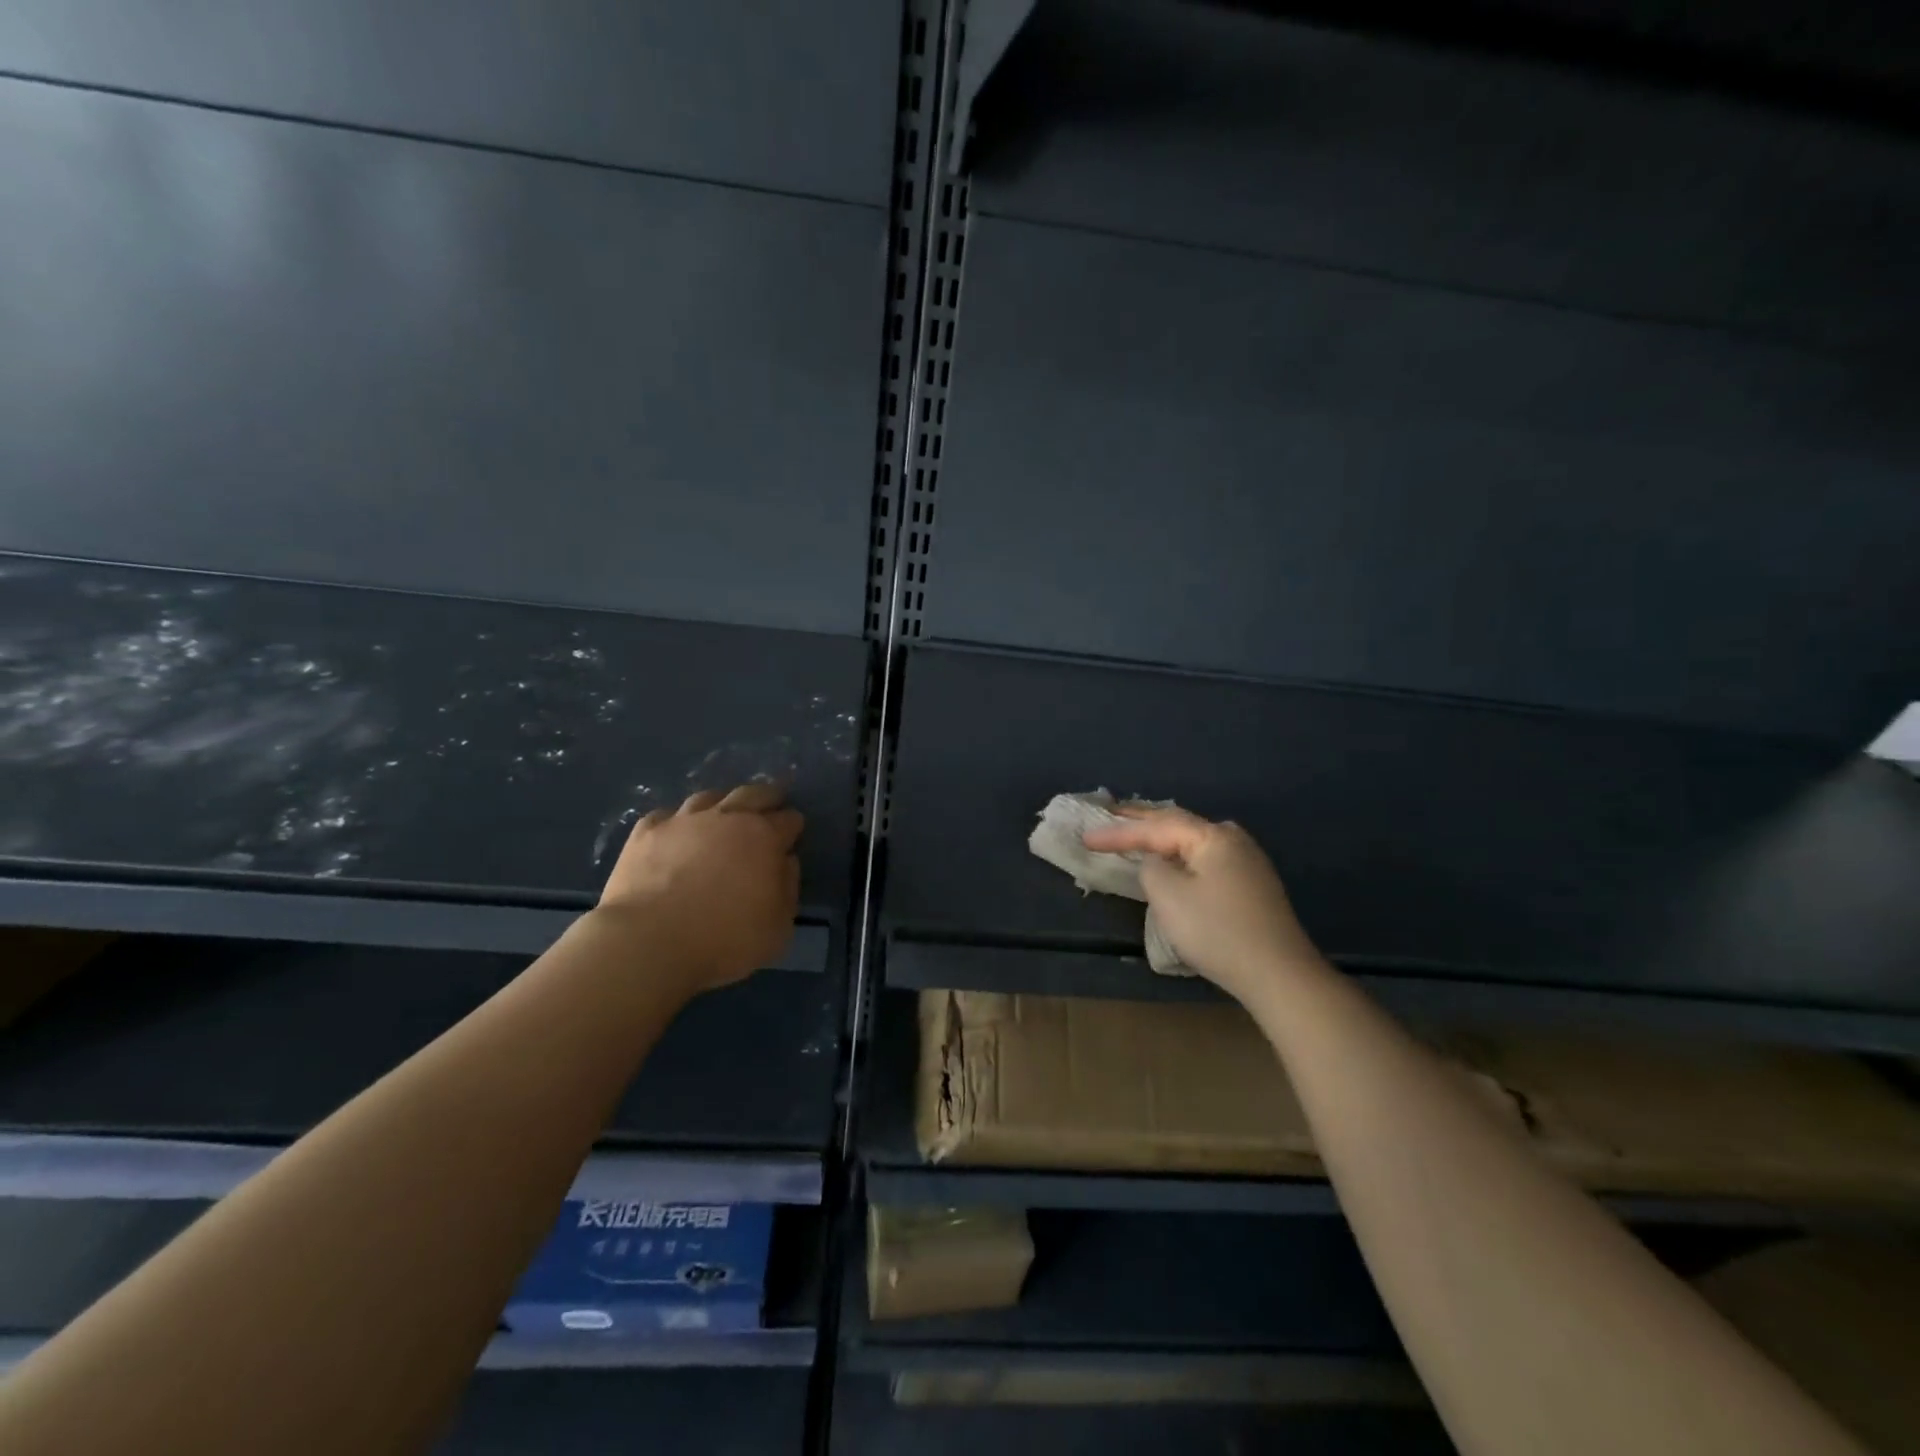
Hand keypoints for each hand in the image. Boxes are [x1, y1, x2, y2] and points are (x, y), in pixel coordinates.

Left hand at [596, 783, 802, 992]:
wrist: (648, 942)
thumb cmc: (724, 940)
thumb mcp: (778, 927)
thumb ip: (788, 888)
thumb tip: (785, 861)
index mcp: (764, 837)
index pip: (788, 820)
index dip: (793, 826)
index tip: (793, 834)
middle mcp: (727, 818)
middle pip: (753, 793)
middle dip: (767, 797)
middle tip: (771, 803)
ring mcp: (683, 821)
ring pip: (708, 797)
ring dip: (722, 802)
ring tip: (723, 813)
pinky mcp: (646, 832)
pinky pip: (666, 815)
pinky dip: (677, 821)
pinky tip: (676, 833)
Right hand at [1083, 806, 1320, 1001]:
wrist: (1279, 974)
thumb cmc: (1217, 931)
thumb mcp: (1168, 896)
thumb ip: (1151, 869)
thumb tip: (1158, 864)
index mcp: (1212, 836)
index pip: (1155, 827)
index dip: (1118, 832)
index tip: (1086, 837)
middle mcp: (1233, 839)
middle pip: (1178, 823)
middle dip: (1141, 821)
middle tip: (1108, 813)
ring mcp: (1247, 861)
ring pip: (1193, 840)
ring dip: (1162, 835)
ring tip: (1135, 830)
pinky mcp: (1252, 885)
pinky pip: (1205, 858)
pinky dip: (1180, 854)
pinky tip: (1171, 859)